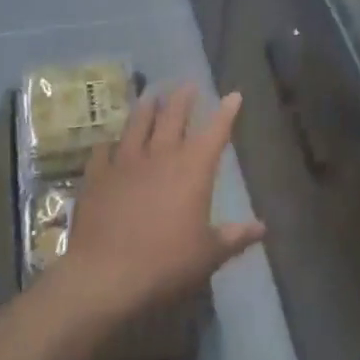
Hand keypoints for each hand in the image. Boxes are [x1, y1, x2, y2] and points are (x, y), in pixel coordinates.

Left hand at [53, 86, 263, 328]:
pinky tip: (108, 142)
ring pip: (137, 125)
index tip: (233, 95)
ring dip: (146, 108)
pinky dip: (108, 143)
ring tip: (151, 95)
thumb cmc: (166, 264)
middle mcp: (160, 156)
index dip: (226, 112)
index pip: (215, 132)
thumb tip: (263, 227)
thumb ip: (234, 237)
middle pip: (173, 117)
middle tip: (188, 84)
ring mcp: (125, 163)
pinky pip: (103, 151)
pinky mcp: (97, 176)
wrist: (105, 275)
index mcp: (193, 170)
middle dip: (183, 98)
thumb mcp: (208, 255)